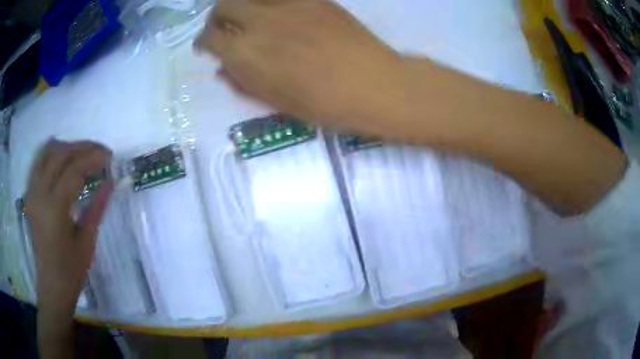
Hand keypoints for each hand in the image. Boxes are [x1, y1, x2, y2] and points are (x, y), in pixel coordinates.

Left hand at [24, 140, 112, 309]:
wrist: (52, 286)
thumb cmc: (72, 270)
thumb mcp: (87, 241)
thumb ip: (97, 207)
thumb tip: (110, 181)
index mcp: (54, 209)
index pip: (74, 169)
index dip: (93, 158)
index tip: (110, 156)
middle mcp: (40, 194)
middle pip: (60, 154)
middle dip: (82, 147)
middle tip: (100, 152)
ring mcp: (32, 193)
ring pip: (46, 152)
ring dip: (66, 147)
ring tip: (82, 154)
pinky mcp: (30, 195)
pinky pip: (39, 162)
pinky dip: (52, 154)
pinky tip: (63, 159)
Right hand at [195, 0, 405, 136]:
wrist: (375, 84)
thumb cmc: (326, 104)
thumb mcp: (276, 103)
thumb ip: (242, 83)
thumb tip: (222, 69)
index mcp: (246, 54)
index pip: (209, 37)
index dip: (203, 43)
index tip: (207, 47)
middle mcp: (260, 22)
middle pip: (223, 5)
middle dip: (217, 18)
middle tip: (225, 29)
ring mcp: (289, 4)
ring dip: (241, 4)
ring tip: (248, 17)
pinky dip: (269, 2)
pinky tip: (278, 13)